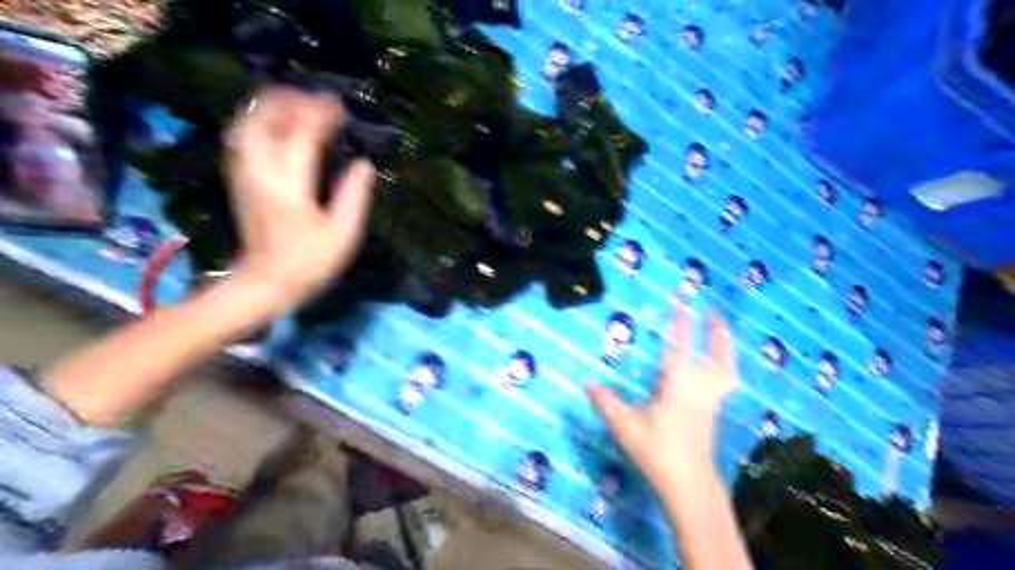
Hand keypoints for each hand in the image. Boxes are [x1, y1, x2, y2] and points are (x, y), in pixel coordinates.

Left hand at [224, 87, 375, 304]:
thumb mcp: (342, 236)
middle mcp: (259, 172)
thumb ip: (354, 197)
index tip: (343, 110)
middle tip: (320, 105)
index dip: (322, 116)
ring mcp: (243, 173)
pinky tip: (280, 125)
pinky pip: (243, 135)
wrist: (265, 283)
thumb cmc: (309, 263)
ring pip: (248, 122)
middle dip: (291, 101)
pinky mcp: (238, 178)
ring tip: (301, 107)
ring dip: (273, 107)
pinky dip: (261, 121)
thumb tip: (364, 164)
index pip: (302, 135)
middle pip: (264, 117)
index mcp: (289, 188)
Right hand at [588, 307, 737, 493]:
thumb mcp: (625, 427)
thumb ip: (606, 403)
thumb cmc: (657, 452)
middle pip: (717, 357)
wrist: (689, 485)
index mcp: (678, 387)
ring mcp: (710, 402)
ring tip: (722, 330)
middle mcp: (699, 390)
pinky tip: (715, 367)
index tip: (682, 304)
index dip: (681, 326)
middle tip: (715, 310)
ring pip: (725, 370)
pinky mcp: (712, 414)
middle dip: (716, 332)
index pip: (680, 349)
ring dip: (725, 347)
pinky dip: (723, 366)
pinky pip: (723, 382)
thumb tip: (587, 383)